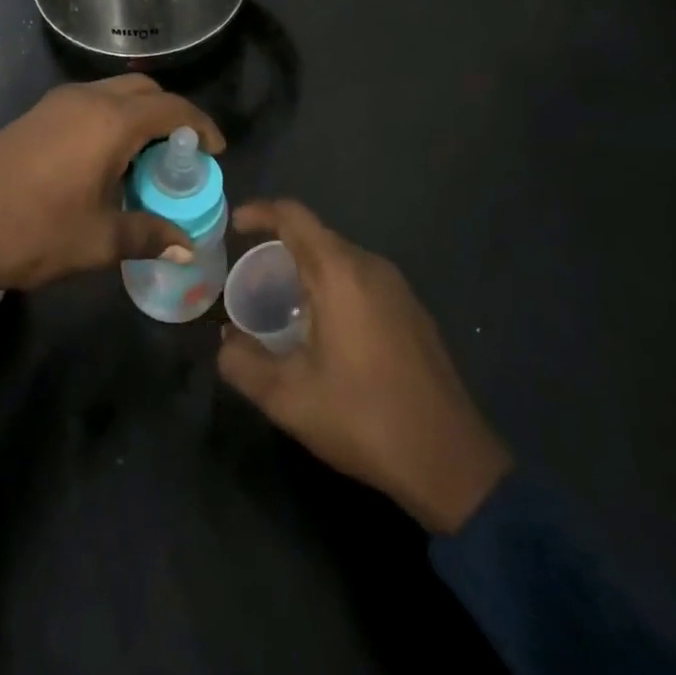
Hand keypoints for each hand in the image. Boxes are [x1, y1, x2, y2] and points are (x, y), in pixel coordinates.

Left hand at [0, 76, 223, 295]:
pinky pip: (90, 103)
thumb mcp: (96, 241)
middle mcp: (88, 99)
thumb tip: (186, 247)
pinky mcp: (37, 114)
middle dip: (170, 115)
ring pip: (114, 93)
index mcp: (110, 122)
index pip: (172, 108)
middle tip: (180, 156)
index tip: (215, 152)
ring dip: (138, 117)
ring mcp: (58, 103)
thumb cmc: (30, 232)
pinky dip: (111, 120)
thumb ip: (147, 236)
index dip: (201, 126)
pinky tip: (106, 161)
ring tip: (145, 162)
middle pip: (144, 91)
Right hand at [218, 199, 511, 533]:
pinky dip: (333, 286)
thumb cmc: (364, 418)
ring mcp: (397, 288)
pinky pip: (361, 279)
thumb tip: (224, 342)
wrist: (451, 462)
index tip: (233, 226)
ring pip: (340, 258)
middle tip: (250, 278)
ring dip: (306, 269)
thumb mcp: (288, 398)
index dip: (260, 212)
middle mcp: (370, 267)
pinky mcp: (412, 312)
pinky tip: (323, 329)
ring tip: (280, 304)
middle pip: (316, 236)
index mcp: (340, 273)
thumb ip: (243, 364)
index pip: (294, 216)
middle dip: (278, 246)